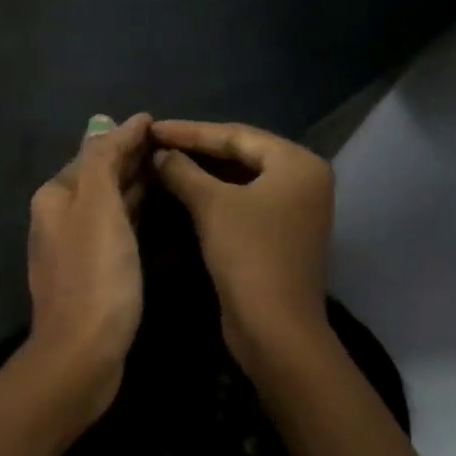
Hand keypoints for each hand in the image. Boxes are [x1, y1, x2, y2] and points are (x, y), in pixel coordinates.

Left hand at [25, 113, 152, 415]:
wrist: (82, 351)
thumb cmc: (95, 273)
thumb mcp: (98, 206)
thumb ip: (102, 160)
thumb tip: (109, 122)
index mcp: (55, 196)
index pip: (94, 152)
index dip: (125, 136)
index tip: (157, 122)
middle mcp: (58, 216)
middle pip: (98, 176)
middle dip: (129, 157)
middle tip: (170, 142)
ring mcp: (74, 246)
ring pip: (107, 202)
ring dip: (132, 183)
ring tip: (167, 166)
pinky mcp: (91, 271)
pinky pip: (114, 227)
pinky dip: (131, 211)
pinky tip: (152, 208)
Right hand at [151, 119, 333, 352]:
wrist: (274, 328)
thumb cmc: (248, 254)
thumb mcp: (211, 205)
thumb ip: (182, 171)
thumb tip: (160, 154)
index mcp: (297, 163)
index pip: (235, 135)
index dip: (189, 131)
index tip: (152, 127)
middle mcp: (302, 180)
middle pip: (241, 154)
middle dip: (196, 149)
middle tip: (154, 143)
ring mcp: (293, 210)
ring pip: (240, 179)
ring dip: (201, 172)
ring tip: (161, 162)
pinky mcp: (279, 234)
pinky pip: (242, 202)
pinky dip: (212, 195)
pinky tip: (180, 190)